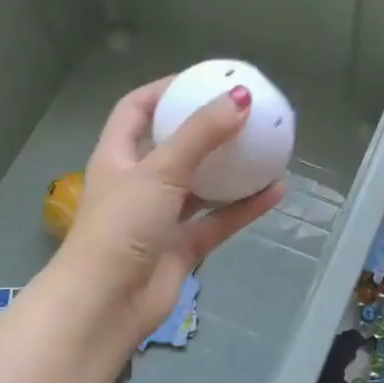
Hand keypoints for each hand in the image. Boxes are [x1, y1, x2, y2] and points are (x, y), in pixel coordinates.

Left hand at [49, 76, 286, 346]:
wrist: (107, 304)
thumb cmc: (121, 227)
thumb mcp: (159, 171)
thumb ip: (201, 135)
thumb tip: (240, 97)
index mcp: (118, 157)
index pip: (135, 110)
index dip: (163, 90)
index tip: (200, 78)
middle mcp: (138, 184)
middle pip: (173, 146)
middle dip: (205, 129)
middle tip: (242, 112)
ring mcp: (161, 218)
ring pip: (201, 186)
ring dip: (230, 170)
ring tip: (265, 148)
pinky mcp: (182, 248)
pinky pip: (219, 220)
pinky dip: (245, 208)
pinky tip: (276, 191)